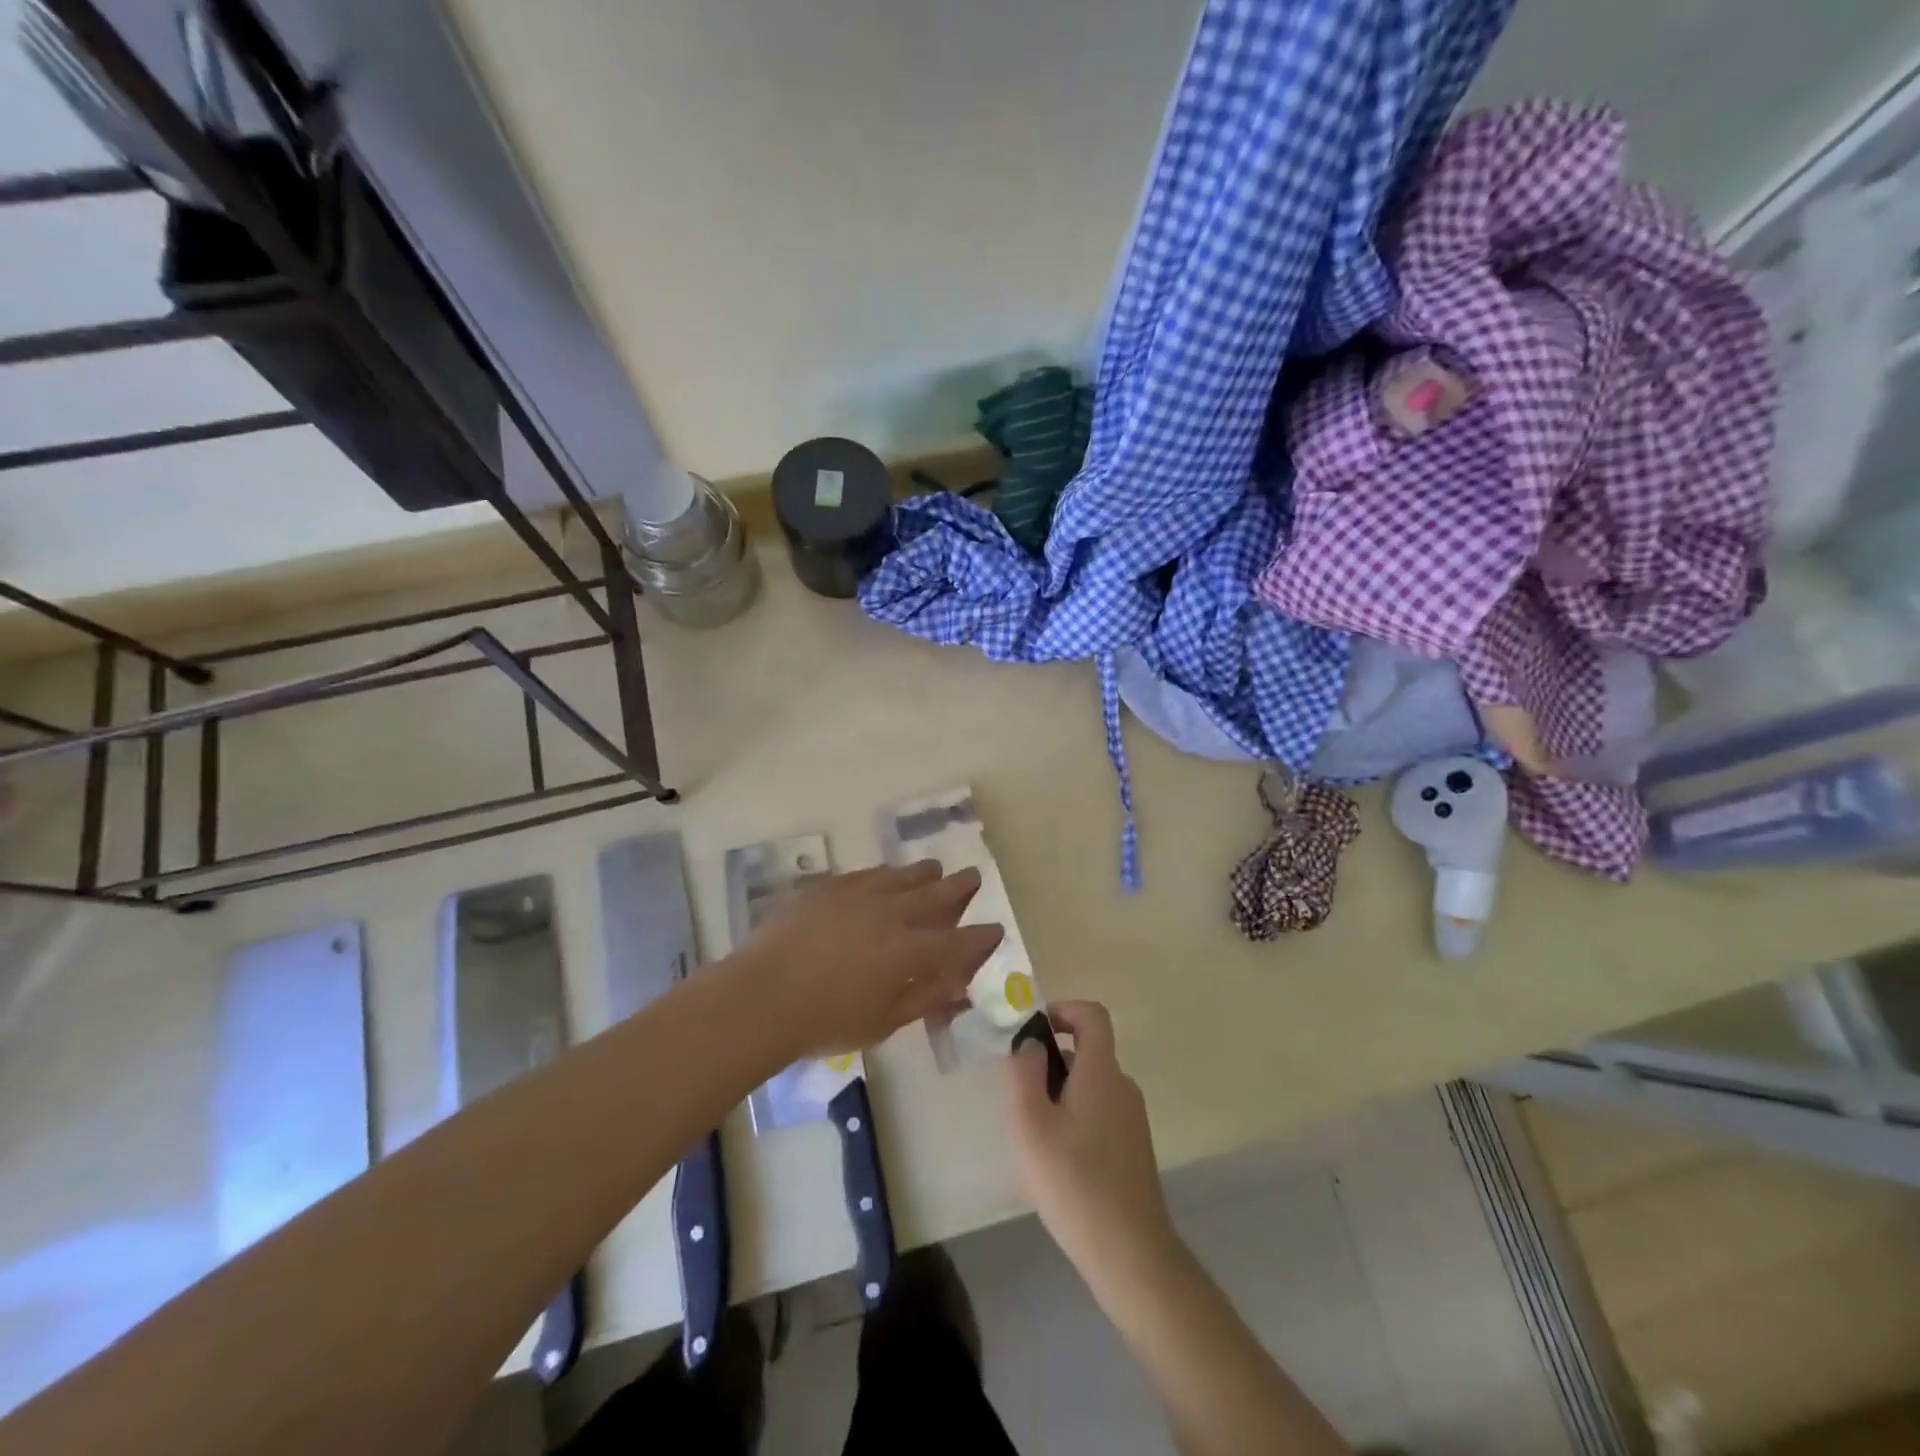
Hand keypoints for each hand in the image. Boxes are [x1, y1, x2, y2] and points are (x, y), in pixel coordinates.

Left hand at [731, 861, 1002, 1059]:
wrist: (762, 996)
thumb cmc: (825, 1021)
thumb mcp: (884, 1022)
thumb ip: (925, 998)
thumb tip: (959, 986)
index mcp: (910, 951)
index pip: (958, 941)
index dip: (980, 937)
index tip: (995, 930)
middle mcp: (892, 913)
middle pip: (936, 894)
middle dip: (960, 886)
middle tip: (973, 876)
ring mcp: (859, 894)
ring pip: (902, 875)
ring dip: (924, 873)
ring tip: (935, 868)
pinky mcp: (828, 886)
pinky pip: (867, 873)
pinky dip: (885, 874)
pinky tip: (886, 874)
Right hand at [1005, 1001, 1175, 1283]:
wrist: (1129, 1253)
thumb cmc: (1073, 1180)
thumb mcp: (1030, 1121)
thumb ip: (1024, 1070)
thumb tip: (1030, 1042)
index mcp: (1102, 1072)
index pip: (1093, 1015)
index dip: (1064, 1010)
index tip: (1034, 1031)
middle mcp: (1123, 1087)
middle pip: (1087, 1053)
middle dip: (1050, 1063)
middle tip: (1021, 1099)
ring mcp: (1133, 1120)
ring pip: (1091, 1086)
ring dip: (1060, 1095)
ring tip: (1035, 1138)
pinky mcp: (1133, 1149)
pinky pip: (1100, 1114)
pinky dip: (1075, 1119)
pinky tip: (1059, 1164)